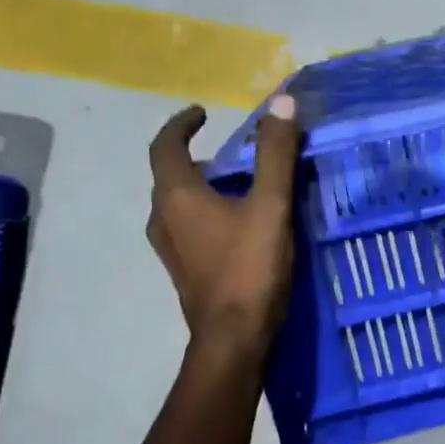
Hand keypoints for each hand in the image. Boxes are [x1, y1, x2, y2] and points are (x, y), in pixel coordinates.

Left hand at [147, 94, 302, 355]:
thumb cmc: (249, 268)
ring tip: (239, 183)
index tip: (202, 112)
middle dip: (197, 156)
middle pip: (171, 175)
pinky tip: (239, 223)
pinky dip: (207, 211)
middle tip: (232, 150)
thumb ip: (275, 155)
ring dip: (202, 186)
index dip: (182, 124)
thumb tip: (282, 104)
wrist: (233, 339)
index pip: (165, 146)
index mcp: (176, 196)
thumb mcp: (270, 206)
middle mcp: (162, 218)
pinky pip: (188, 226)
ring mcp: (170, 248)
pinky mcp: (184, 270)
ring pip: (179, 203)